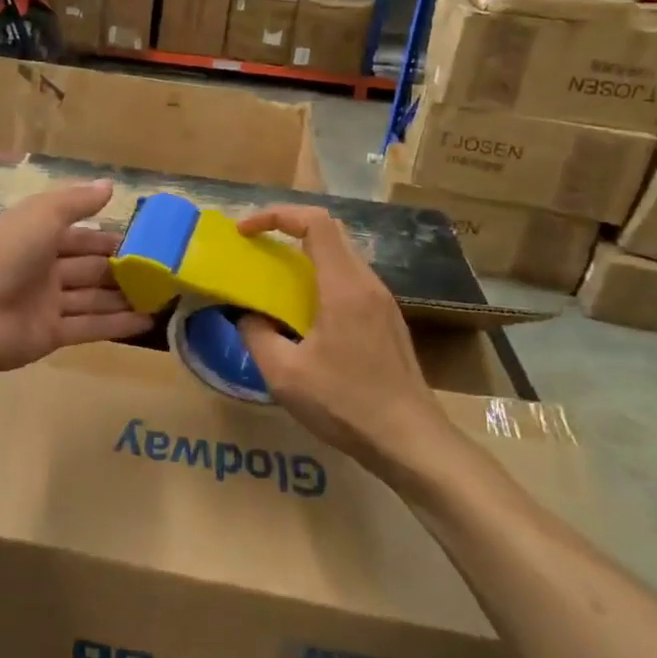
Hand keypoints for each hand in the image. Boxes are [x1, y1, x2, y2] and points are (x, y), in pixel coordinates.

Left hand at [0, 180, 151, 373]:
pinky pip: (89, 326)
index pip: (80, 236)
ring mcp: (46, 303)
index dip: (109, 238)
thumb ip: (77, 201)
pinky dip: (117, 325)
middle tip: (162, 273)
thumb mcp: (42, 213)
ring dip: (124, 298)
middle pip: (89, 268)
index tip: (146, 242)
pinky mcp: (50, 335)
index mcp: (36, 236)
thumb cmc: (5, 251)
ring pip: (92, 298)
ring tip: (163, 298)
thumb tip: (109, 186)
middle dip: (122, 270)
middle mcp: (42, 268)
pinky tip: (148, 323)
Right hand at [235, 206, 458, 488]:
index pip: (315, 222)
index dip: (276, 215)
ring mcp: (383, 302)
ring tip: (274, 276)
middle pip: (330, 231)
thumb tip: (246, 315)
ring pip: (341, 256)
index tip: (245, 232)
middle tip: (256, 246)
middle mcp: (368, 284)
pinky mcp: (388, 321)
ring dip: (305, 254)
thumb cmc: (346, 404)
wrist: (411, 442)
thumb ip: (256, 335)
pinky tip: (304, 311)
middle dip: (288, 228)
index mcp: (344, 286)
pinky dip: (320, 277)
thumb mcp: (284, 374)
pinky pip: (350, 280)